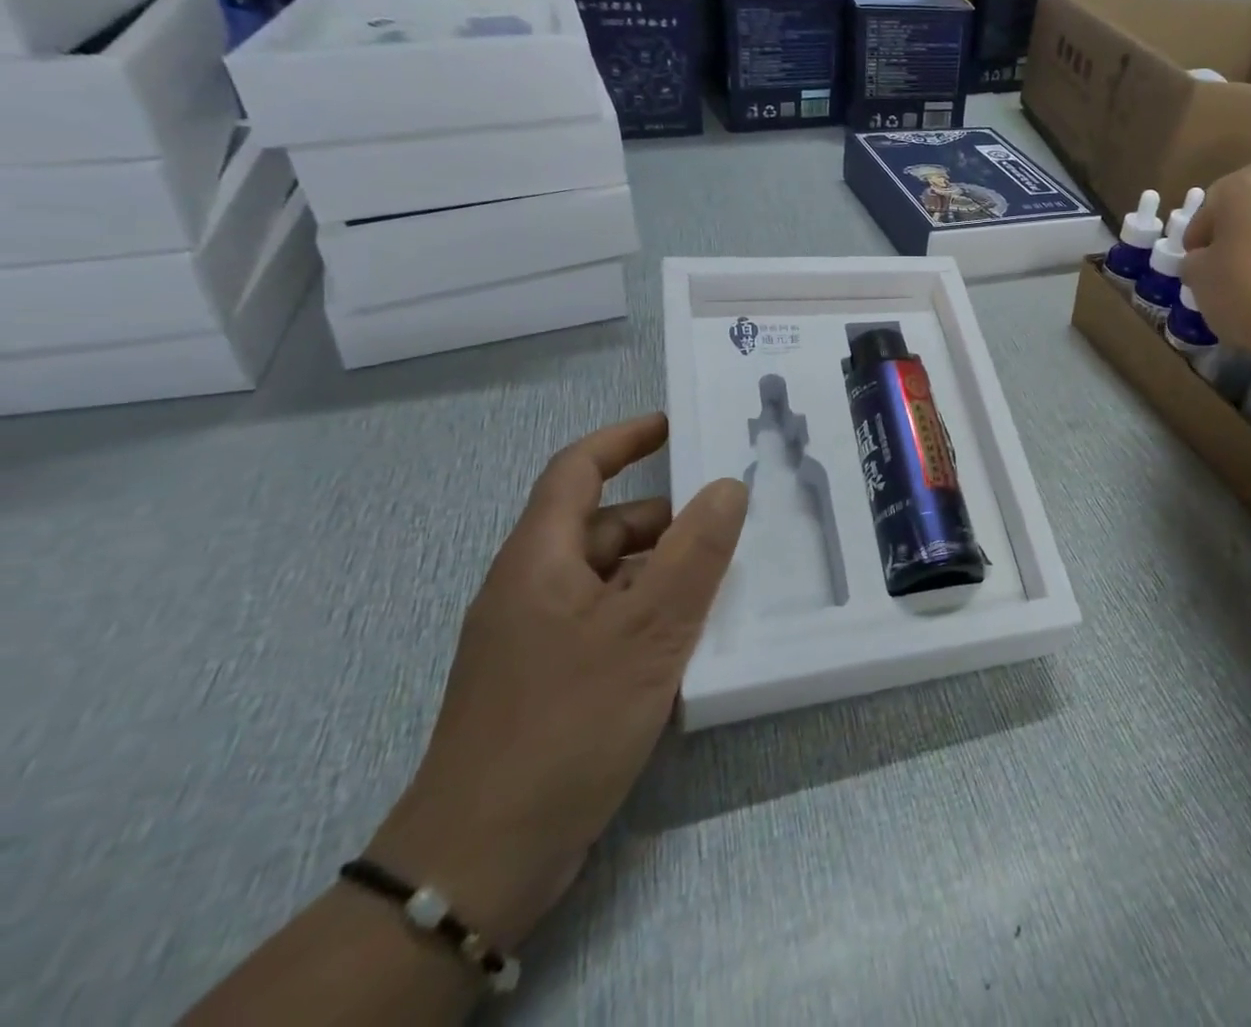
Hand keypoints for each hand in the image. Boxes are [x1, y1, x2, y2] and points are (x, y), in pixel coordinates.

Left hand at [366, 414, 746, 948]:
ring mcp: (540, 638)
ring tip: (727, 581)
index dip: (624, 439)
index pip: (577, 470)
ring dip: (664, 571)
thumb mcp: (646, 630)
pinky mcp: (552, 681)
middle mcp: (533, 588)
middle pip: (603, 526)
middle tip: (731, 522)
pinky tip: (694, 640)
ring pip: (612, 578)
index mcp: (539, 559)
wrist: (480, 863)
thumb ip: (694, 553)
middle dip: (666, 518)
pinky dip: (652, 615)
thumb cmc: (564, 724)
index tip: (676, 426)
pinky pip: (611, 622)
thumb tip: (729, 485)